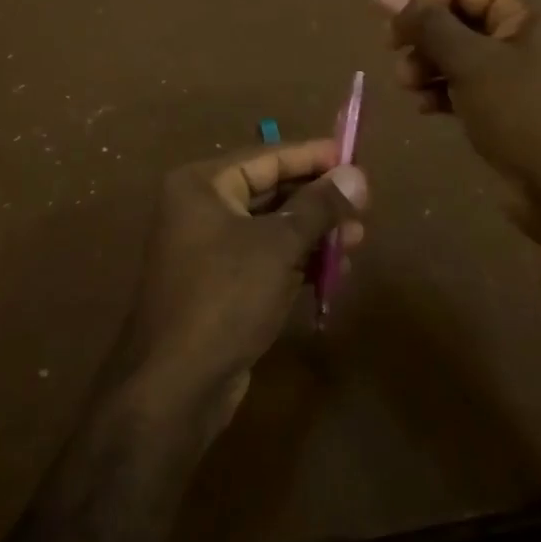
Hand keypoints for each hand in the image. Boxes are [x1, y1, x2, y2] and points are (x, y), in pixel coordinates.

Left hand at [120, 140, 366, 439]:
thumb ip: (319, 206)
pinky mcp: (220, 285)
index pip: (266, 157)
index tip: (354, 157)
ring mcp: (208, 249)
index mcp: (202, 185)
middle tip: (364, 206)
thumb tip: (357, 174)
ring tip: (358, 241)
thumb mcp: (278, 246)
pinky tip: (335, 271)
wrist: (176, 385)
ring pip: (272, 228)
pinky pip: (266, 259)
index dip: (313, 156)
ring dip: (314, 234)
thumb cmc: (225, 297)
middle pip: (270, 191)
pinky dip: (298, 261)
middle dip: (318, 201)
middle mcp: (200, 209)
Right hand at [375, 0, 540, 236]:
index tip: (379, 9)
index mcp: (529, 11)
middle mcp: (526, 35)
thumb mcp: (472, 63)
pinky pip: (467, 85)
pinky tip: (422, 105)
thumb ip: (428, 25)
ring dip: (427, 64)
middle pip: (460, 19)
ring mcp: (518, 73)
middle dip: (422, 34)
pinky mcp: (508, 106)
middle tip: (390, 49)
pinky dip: (442, 90)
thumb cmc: (523, 113)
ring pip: (460, 54)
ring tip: (405, 84)